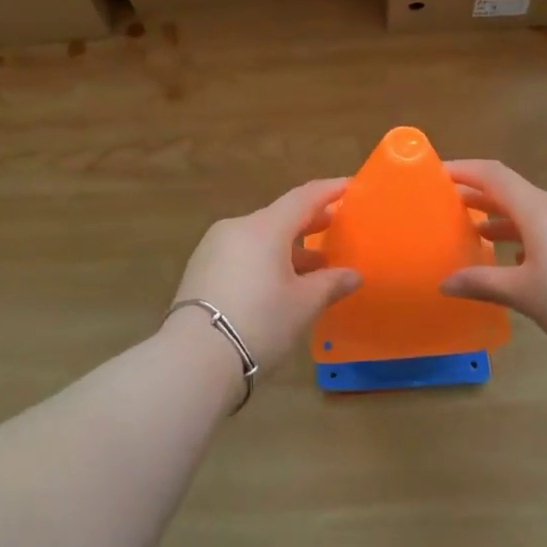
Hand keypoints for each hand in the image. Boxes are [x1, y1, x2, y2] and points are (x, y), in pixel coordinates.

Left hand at [172, 178, 362, 371]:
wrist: (193, 359)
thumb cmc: (259, 323)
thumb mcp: (303, 305)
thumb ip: (331, 284)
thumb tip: (353, 275)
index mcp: (265, 227)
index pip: (304, 197)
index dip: (330, 191)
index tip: (351, 186)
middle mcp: (237, 228)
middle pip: (280, 216)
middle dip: (311, 222)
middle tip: (337, 228)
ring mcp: (214, 248)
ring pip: (260, 237)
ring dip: (289, 247)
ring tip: (314, 267)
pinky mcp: (201, 270)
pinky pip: (243, 254)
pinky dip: (266, 260)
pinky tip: (280, 283)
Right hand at [439, 160, 546, 361]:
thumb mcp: (523, 294)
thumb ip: (481, 282)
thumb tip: (445, 283)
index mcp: (540, 209)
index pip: (494, 176)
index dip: (464, 170)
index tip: (438, 173)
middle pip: (515, 193)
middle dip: (483, 200)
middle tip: (453, 208)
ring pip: (538, 211)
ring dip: (509, 221)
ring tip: (484, 237)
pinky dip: (535, 234)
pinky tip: (529, 261)